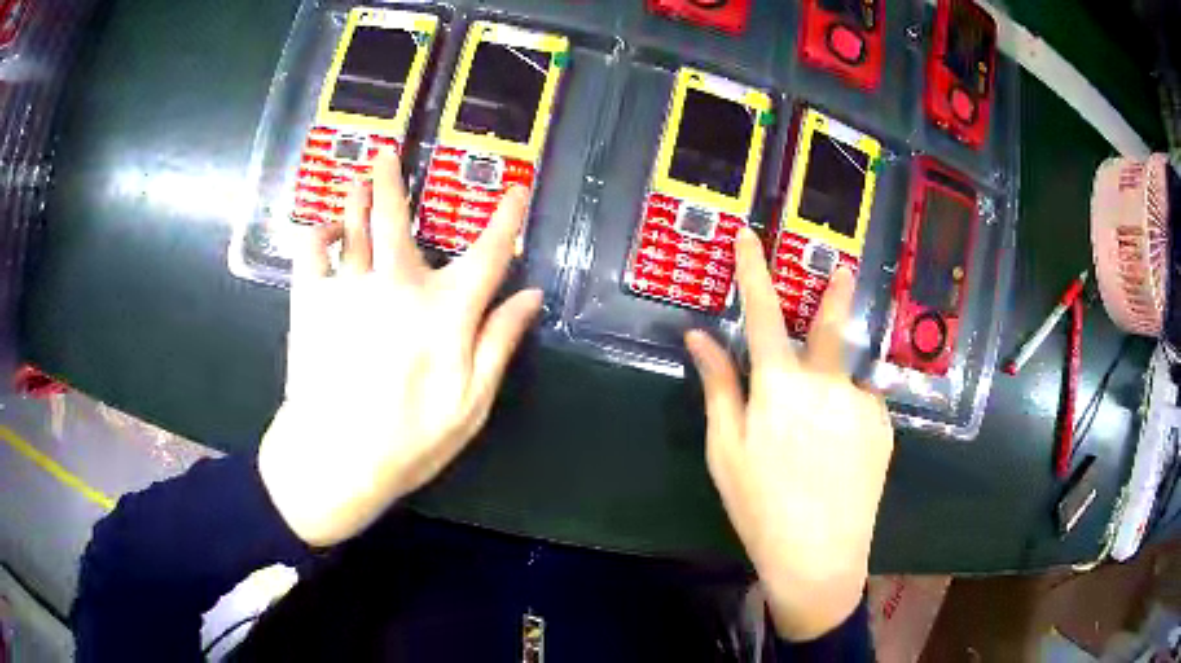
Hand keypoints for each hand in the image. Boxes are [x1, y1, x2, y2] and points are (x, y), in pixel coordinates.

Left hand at [259, 150, 541, 546]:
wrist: (336, 459)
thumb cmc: (410, 439)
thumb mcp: (472, 402)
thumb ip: (500, 342)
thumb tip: (530, 296)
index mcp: (445, 309)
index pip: (489, 251)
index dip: (506, 217)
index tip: (516, 189)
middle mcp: (398, 284)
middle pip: (396, 217)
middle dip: (393, 179)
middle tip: (386, 151)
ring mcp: (349, 287)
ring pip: (352, 223)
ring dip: (355, 195)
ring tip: (356, 176)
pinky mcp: (310, 301)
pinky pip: (310, 251)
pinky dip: (316, 234)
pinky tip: (322, 230)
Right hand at [685, 228, 893, 641]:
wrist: (820, 555)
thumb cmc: (760, 506)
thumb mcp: (727, 450)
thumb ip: (719, 387)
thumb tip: (699, 337)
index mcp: (780, 387)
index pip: (763, 314)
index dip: (753, 271)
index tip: (749, 237)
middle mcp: (827, 382)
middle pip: (831, 325)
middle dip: (835, 293)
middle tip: (845, 268)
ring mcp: (862, 402)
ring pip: (844, 378)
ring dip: (832, 391)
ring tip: (820, 445)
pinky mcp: (884, 423)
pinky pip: (862, 404)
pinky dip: (848, 416)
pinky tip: (841, 455)